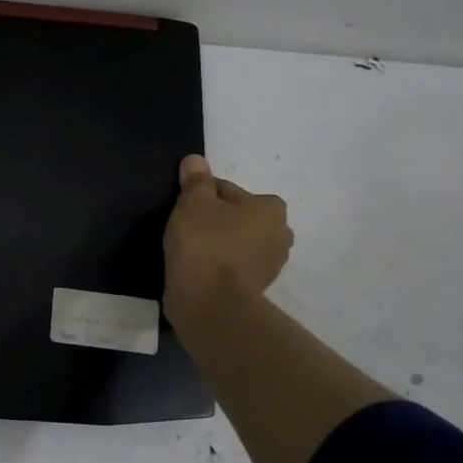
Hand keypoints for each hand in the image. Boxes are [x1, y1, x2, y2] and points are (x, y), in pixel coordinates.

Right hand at [163, 154, 292, 332]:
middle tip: (185, 228)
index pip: (228, 190)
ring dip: (216, 244)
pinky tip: (196, 268)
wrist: (210, 302)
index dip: (201, 196)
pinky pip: (231, 267)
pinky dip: (216, 265)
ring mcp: (269, 266)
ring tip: (187, 250)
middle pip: (236, 217)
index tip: (183, 208)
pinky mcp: (254, 289)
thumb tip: (195, 160)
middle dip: (215, 220)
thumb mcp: (193, 202)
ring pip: (235, 243)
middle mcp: (280, 235)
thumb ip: (195, 180)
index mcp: (271, 208)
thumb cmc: (205, 243)